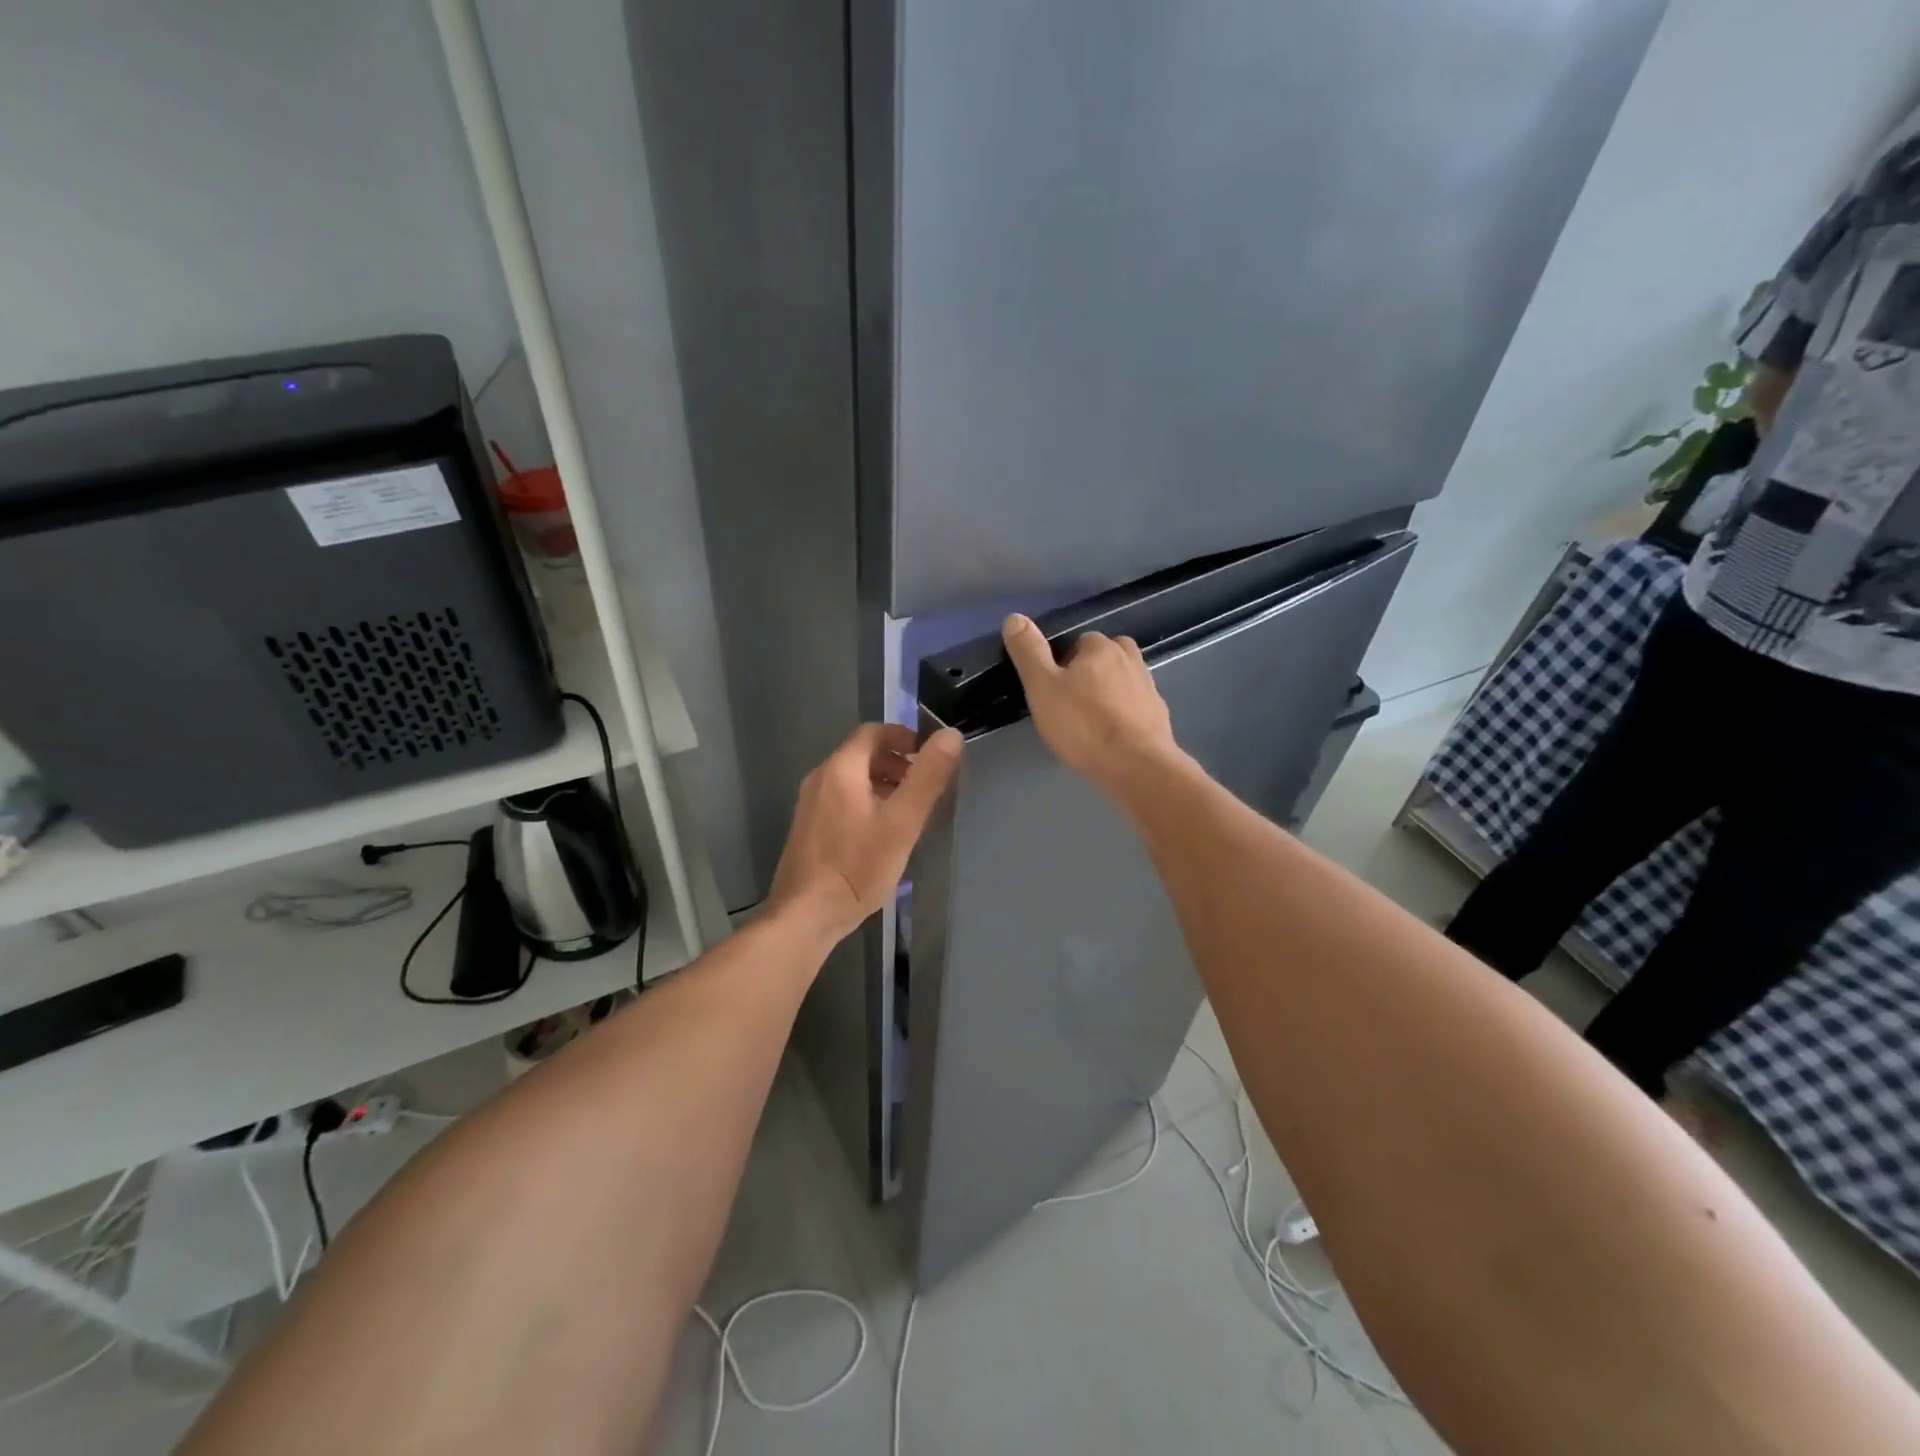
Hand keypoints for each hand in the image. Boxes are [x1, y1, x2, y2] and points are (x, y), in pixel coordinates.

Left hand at [767, 723, 962, 941]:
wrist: (806, 914)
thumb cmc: (858, 866)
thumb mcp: (902, 821)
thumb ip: (928, 776)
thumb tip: (951, 735)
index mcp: (841, 769)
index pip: (873, 732)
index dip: (904, 737)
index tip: (929, 755)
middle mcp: (819, 779)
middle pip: (862, 755)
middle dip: (896, 763)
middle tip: (924, 785)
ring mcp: (809, 805)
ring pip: (851, 779)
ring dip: (882, 784)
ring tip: (909, 810)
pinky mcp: (807, 829)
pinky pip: (841, 800)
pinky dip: (865, 802)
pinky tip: (881, 834)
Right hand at [1001, 614, 1182, 791]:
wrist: (1137, 766)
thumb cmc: (1083, 725)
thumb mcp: (1042, 687)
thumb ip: (1028, 652)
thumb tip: (1014, 617)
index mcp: (1101, 647)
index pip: (1077, 642)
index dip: (1062, 665)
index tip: (1052, 690)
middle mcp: (1130, 658)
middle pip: (1103, 658)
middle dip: (1088, 675)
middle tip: (1070, 705)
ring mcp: (1149, 687)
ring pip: (1121, 681)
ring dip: (1108, 693)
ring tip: (1090, 721)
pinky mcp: (1159, 715)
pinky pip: (1135, 706)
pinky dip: (1124, 714)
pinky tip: (1112, 735)